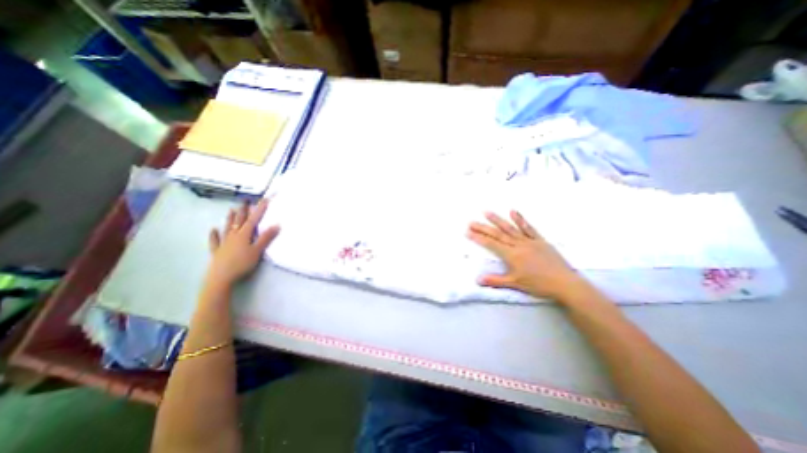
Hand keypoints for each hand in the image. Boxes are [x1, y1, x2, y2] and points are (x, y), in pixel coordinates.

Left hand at [205, 199, 280, 288]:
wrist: (221, 278)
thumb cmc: (241, 264)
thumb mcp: (257, 251)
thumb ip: (266, 238)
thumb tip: (277, 225)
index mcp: (244, 235)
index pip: (254, 219)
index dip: (259, 209)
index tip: (265, 199)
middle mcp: (233, 236)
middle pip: (239, 221)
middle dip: (244, 210)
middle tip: (245, 200)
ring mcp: (224, 243)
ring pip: (228, 228)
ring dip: (230, 219)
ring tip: (232, 209)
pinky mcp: (217, 251)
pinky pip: (215, 240)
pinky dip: (214, 234)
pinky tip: (213, 229)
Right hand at [467, 210, 586, 302]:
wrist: (565, 284)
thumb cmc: (539, 285)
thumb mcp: (516, 284)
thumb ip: (496, 281)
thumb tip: (478, 280)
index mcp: (512, 255)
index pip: (491, 244)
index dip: (478, 238)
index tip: (468, 232)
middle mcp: (518, 245)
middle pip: (498, 234)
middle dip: (483, 228)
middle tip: (471, 221)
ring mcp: (529, 241)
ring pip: (510, 228)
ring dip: (497, 220)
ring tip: (487, 212)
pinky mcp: (540, 240)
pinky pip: (529, 228)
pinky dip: (520, 219)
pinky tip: (513, 211)